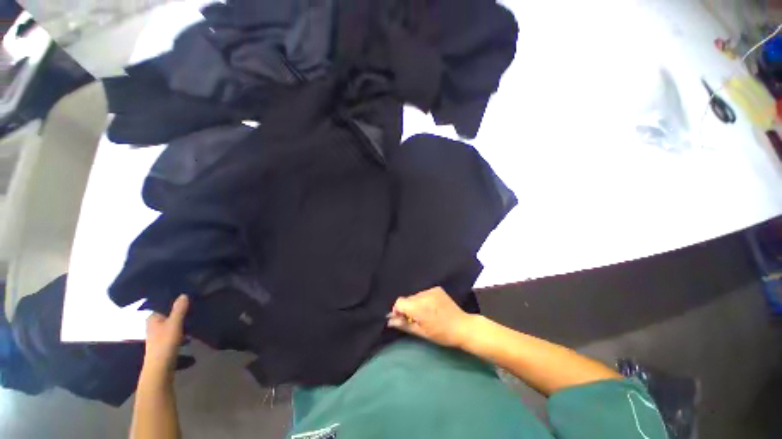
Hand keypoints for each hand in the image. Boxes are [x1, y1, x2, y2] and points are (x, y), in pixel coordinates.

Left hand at [144, 294, 188, 373]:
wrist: (160, 368)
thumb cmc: (165, 343)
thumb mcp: (175, 324)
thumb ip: (179, 309)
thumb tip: (184, 294)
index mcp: (153, 318)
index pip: (163, 304)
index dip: (175, 300)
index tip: (188, 296)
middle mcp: (153, 325)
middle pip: (169, 314)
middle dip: (180, 312)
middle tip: (195, 306)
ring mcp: (158, 335)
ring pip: (172, 324)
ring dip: (183, 322)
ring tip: (196, 318)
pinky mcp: (164, 343)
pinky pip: (175, 332)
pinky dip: (182, 331)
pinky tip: (192, 332)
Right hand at [387, 287, 474, 347]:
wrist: (462, 326)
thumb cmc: (441, 334)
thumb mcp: (421, 332)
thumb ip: (404, 324)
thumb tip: (389, 321)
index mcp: (418, 307)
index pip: (399, 302)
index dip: (398, 310)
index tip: (403, 319)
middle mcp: (423, 295)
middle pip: (407, 299)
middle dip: (408, 308)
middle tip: (415, 319)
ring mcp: (431, 290)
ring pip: (415, 296)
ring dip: (416, 304)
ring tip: (425, 314)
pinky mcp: (437, 289)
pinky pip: (424, 293)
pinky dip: (424, 300)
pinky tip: (432, 307)